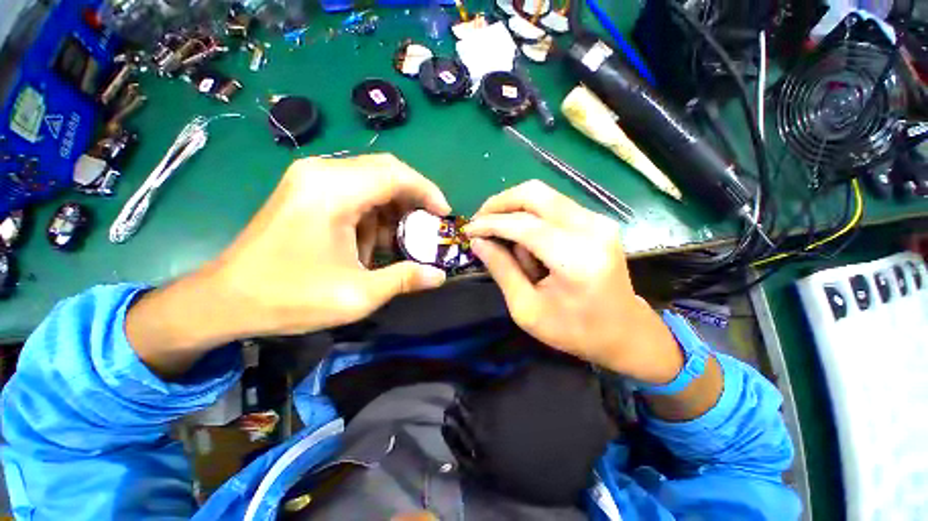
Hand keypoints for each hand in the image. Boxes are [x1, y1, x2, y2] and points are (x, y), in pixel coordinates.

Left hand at [128, 154, 449, 376]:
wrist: (225, 299)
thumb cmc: (289, 297)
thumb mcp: (357, 295)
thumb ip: (404, 280)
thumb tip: (439, 275)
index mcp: (333, 191)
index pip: (396, 174)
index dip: (427, 192)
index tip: (444, 215)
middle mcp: (321, 172)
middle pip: (385, 171)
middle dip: (414, 198)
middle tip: (428, 226)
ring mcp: (310, 178)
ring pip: (371, 180)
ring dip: (393, 208)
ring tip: (401, 239)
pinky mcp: (306, 189)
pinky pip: (354, 190)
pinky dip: (374, 212)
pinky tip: (373, 240)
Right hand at [464, 181, 682, 383]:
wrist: (625, 332)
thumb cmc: (575, 330)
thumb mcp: (527, 309)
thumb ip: (502, 270)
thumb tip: (478, 241)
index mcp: (576, 258)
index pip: (524, 225)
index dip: (490, 223)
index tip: (467, 230)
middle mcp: (591, 228)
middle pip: (534, 193)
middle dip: (500, 204)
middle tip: (480, 222)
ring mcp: (598, 220)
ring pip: (543, 195)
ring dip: (515, 211)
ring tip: (506, 241)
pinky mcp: (597, 220)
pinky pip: (553, 205)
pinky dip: (531, 216)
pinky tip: (526, 241)